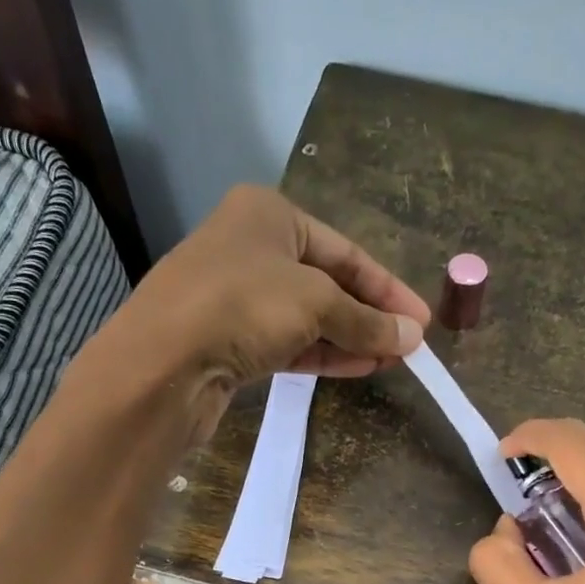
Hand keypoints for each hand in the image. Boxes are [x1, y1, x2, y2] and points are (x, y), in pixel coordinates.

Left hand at [106, 185, 429, 440]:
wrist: (163, 363)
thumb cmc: (243, 306)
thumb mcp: (316, 303)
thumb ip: (366, 320)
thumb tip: (411, 338)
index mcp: (269, 215)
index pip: (344, 251)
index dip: (387, 288)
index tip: (421, 321)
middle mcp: (250, 249)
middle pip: (327, 283)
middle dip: (370, 316)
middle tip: (409, 345)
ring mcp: (237, 298)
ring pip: (307, 317)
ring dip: (351, 338)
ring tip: (392, 360)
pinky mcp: (230, 341)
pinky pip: (287, 343)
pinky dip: (323, 354)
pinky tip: (358, 368)